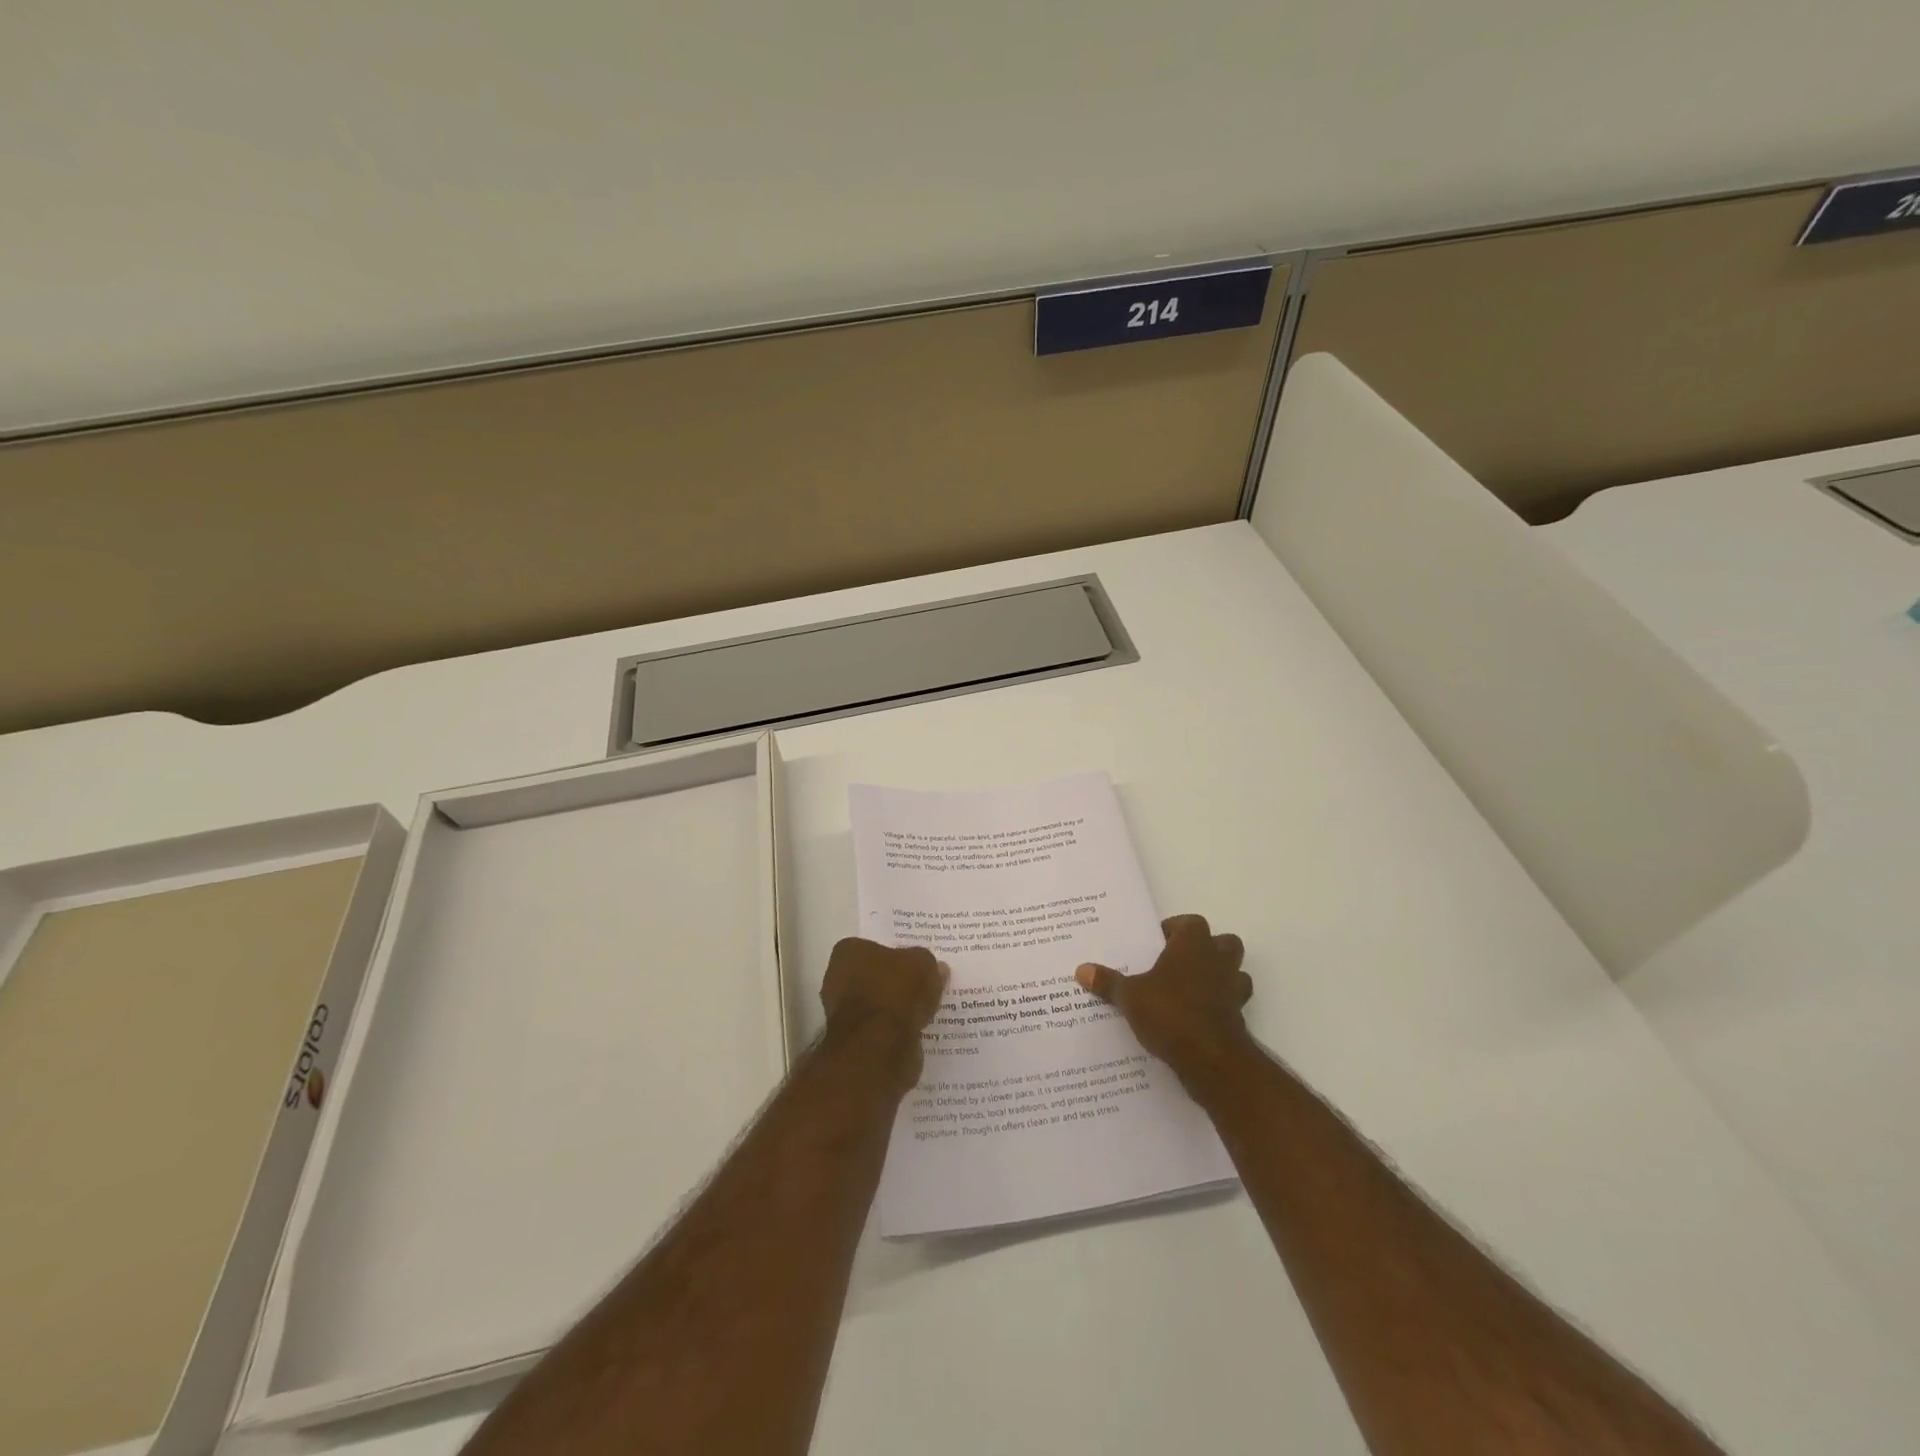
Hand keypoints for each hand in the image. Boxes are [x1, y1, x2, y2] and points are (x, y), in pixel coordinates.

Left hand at [820, 938, 948, 1091]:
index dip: (893, 955)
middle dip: (893, 982)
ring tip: (923, 1010)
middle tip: (921, 986)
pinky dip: (894, 1030)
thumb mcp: (922, 964)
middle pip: (872, 976)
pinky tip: (914, 1030)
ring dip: (894, 1009)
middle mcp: (837, 979)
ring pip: (876, 1005)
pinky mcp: (852, 1041)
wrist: (879, 1047)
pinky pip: (879, 1029)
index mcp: (848, 952)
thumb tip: (936, 968)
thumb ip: (927, 963)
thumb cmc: (895, 992)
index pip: (871, 947)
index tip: (913, 964)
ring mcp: (842, 1013)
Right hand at [1076, 914, 1253, 1093]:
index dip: (1174, 930)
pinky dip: (1219, 1006)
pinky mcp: (1239, 1016)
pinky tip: (1196, 1017)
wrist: (1210, 1058)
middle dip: (1205, 949)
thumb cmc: (1170, 1013)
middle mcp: (1218, 960)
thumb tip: (1081, 969)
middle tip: (1176, 963)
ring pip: (1234, 972)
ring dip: (1218, 977)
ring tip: (1189, 990)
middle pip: (1223, 942)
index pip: (1190, 923)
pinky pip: (1231, 1003)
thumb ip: (1108, 982)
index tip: (1156, 943)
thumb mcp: (1130, 996)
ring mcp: (1233, 988)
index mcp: (1193, 944)